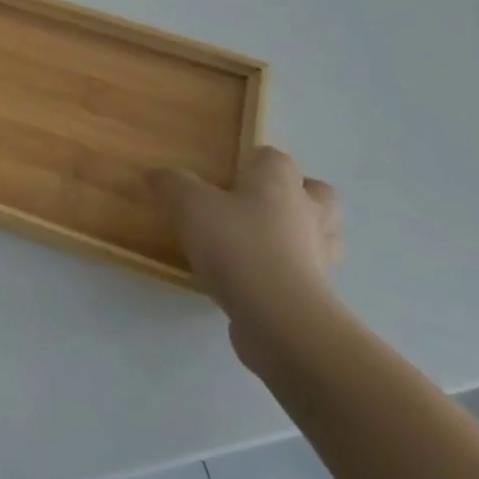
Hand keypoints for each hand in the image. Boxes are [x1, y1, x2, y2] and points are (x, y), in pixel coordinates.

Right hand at [149, 148, 342, 364]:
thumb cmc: (237, 246)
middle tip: (257, 203)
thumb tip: (158, 175)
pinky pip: (305, 275)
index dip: (255, 161)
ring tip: (259, 242)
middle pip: (318, 194)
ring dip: (298, 236)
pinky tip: (252, 280)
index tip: (228, 173)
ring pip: (320, 237)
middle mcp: (307, 215)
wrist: (280, 320)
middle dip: (296, 195)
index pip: (276, 158)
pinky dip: (285, 274)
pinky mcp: (315, 297)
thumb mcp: (189, 205)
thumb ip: (172, 184)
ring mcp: (318, 258)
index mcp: (280, 184)